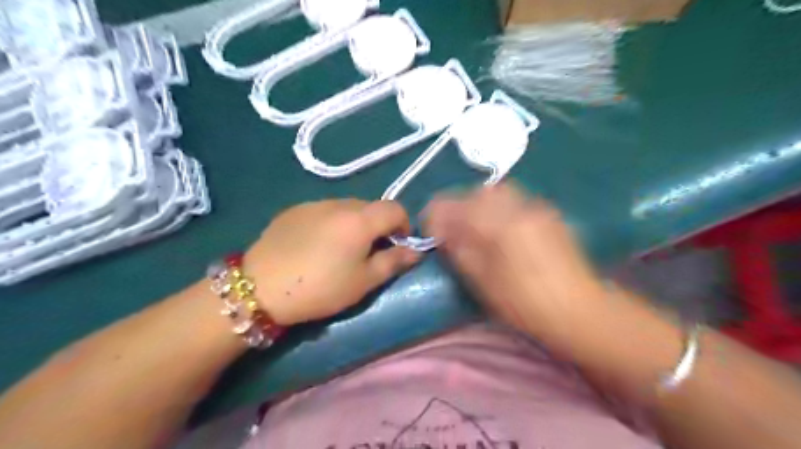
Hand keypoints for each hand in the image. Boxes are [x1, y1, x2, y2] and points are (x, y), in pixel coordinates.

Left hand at [245, 202, 419, 323]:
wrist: (260, 287)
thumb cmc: (320, 287)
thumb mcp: (363, 281)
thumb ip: (394, 262)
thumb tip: (416, 251)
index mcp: (360, 219)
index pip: (396, 208)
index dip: (403, 226)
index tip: (395, 247)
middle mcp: (339, 203)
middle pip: (371, 206)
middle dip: (378, 226)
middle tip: (368, 253)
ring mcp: (314, 203)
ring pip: (347, 207)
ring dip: (354, 223)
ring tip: (340, 250)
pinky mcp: (294, 210)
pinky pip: (324, 210)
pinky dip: (331, 223)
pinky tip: (315, 245)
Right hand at [421, 184, 603, 335]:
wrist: (580, 311)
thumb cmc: (526, 304)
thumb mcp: (484, 282)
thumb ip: (461, 250)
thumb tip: (443, 232)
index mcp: (500, 225)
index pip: (457, 206)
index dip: (437, 214)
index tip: (430, 229)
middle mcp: (519, 208)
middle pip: (479, 193)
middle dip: (460, 206)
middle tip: (453, 228)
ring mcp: (537, 209)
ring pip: (499, 192)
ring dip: (480, 205)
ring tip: (476, 228)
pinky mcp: (549, 215)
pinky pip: (516, 201)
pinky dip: (500, 208)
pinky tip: (501, 229)